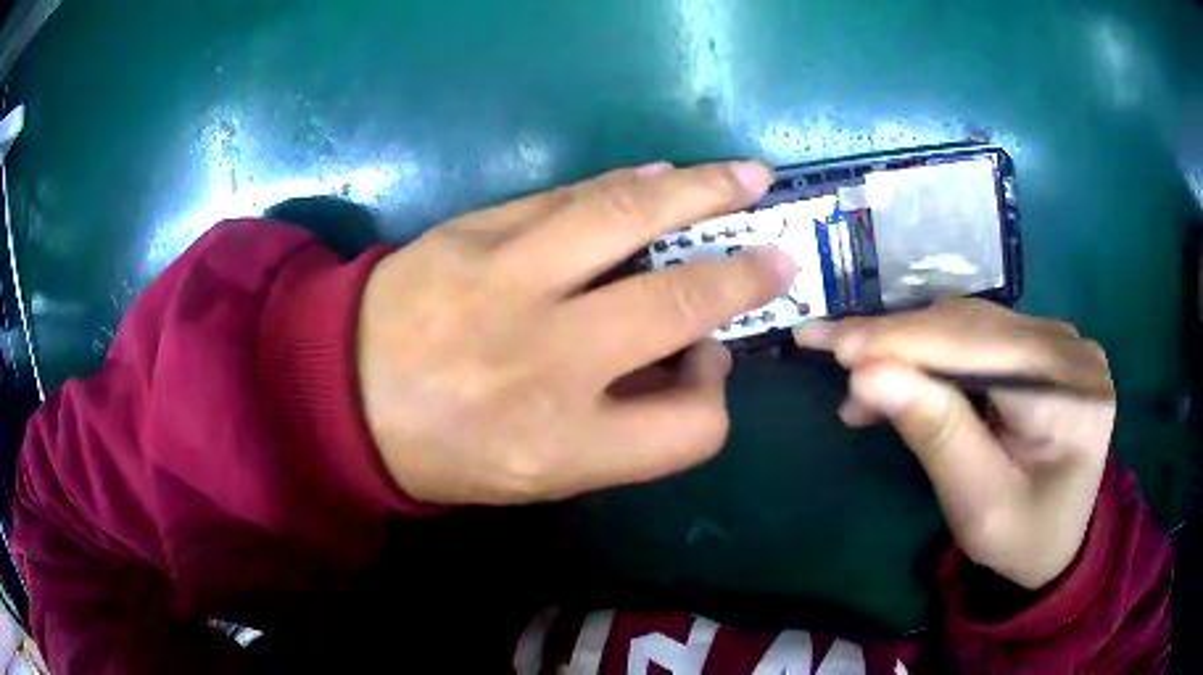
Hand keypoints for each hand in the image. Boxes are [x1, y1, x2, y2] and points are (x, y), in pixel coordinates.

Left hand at [357, 162, 795, 504]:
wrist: (337, 393)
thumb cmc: (440, 450)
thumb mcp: (535, 475)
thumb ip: (621, 431)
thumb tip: (686, 358)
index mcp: (561, 445)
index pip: (691, 428)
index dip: (714, 399)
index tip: (704, 369)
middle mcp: (545, 360)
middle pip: (680, 304)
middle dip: (744, 277)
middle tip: (780, 255)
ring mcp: (507, 280)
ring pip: (630, 218)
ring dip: (703, 192)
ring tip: (747, 176)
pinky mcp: (474, 230)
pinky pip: (570, 195)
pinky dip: (628, 184)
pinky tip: (662, 176)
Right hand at [795, 300, 1115, 589]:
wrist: (1059, 541)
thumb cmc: (1021, 540)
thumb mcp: (979, 506)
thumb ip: (937, 436)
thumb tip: (868, 374)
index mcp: (1070, 395)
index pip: (980, 349)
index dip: (904, 342)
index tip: (830, 345)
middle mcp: (1070, 350)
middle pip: (973, 327)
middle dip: (896, 340)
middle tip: (826, 350)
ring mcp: (1060, 340)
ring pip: (970, 323)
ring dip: (909, 343)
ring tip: (856, 373)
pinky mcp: (1044, 345)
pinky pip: (980, 334)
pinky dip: (932, 348)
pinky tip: (900, 367)